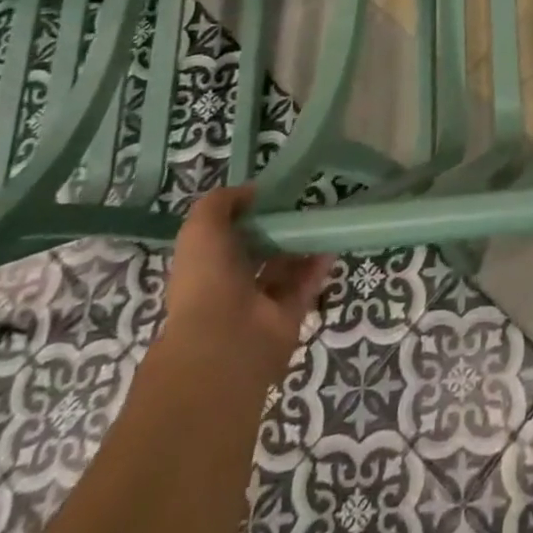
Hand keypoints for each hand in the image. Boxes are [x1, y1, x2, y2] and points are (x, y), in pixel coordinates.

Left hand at [164, 184, 332, 376]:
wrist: (225, 341)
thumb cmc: (207, 279)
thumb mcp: (201, 228)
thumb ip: (221, 202)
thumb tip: (250, 191)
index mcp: (205, 266)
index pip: (226, 236)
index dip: (246, 214)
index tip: (270, 193)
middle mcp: (231, 285)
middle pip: (259, 251)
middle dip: (277, 228)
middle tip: (302, 202)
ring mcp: (260, 303)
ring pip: (285, 267)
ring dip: (301, 244)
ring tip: (322, 217)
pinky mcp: (288, 315)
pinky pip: (306, 284)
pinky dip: (319, 264)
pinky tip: (331, 242)